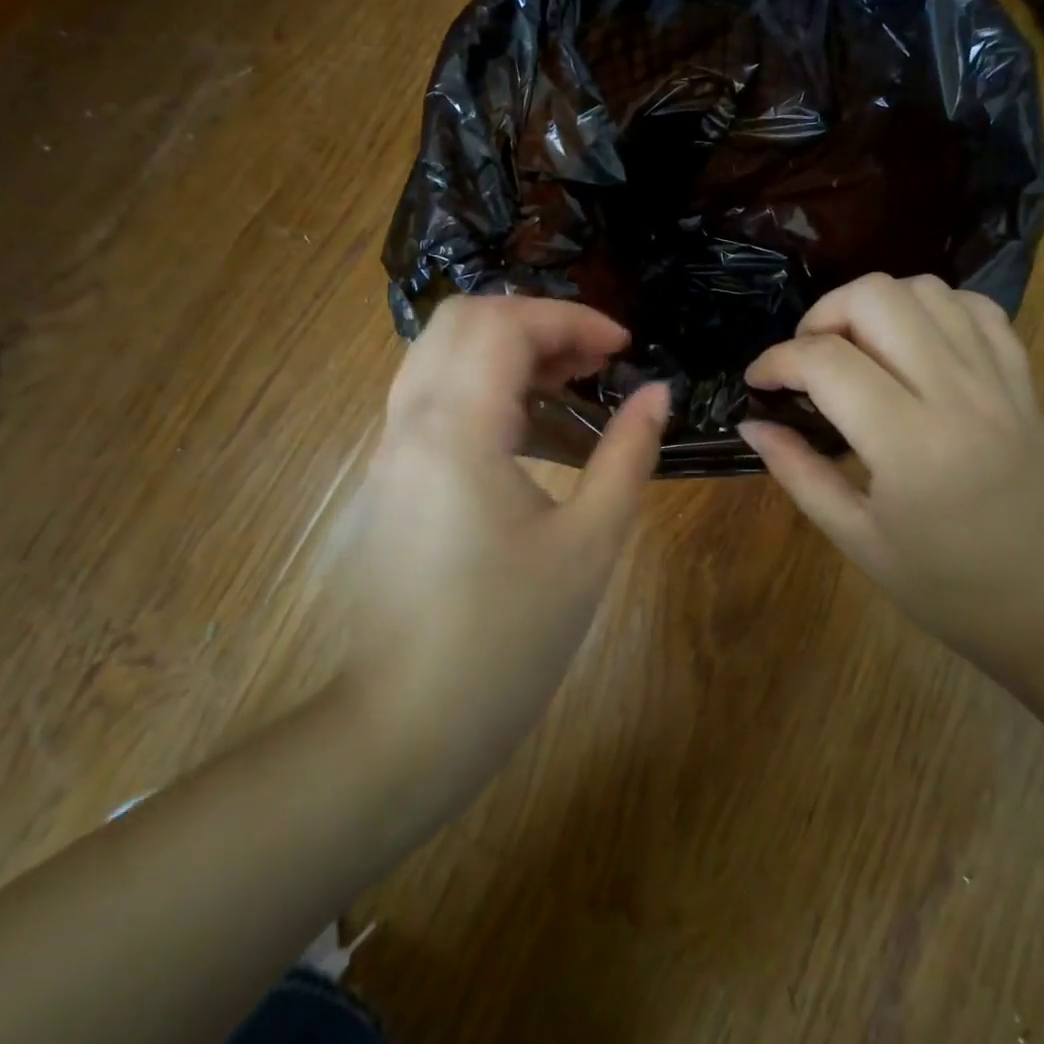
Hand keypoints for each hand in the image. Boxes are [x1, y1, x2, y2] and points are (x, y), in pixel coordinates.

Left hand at [323, 295, 667, 822]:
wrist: (406, 725)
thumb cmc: (507, 638)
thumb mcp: (588, 544)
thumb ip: (627, 455)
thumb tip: (656, 394)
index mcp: (456, 430)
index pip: (505, 325)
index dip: (571, 319)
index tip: (623, 349)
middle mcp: (409, 422)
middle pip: (462, 319)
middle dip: (536, 320)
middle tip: (594, 358)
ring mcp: (388, 449)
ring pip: (440, 351)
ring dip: (506, 346)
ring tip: (570, 379)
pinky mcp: (387, 477)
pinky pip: (430, 392)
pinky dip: (481, 379)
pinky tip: (527, 420)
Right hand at [739, 274, 1043, 673]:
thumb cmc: (948, 589)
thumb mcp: (857, 539)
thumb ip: (798, 472)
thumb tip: (751, 425)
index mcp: (909, 443)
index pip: (826, 361)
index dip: (776, 360)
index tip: (758, 381)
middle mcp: (956, 393)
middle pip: (876, 297)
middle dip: (823, 314)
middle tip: (807, 359)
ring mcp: (997, 380)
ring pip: (926, 290)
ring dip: (875, 306)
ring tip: (856, 351)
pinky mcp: (1022, 380)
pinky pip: (976, 309)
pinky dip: (933, 309)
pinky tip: (913, 345)